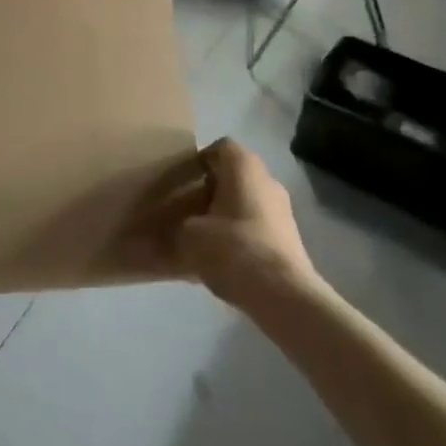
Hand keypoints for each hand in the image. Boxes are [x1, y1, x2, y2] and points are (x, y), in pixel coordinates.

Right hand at [177, 139, 322, 310]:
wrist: (284, 297)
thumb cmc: (234, 249)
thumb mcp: (190, 236)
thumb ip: (174, 228)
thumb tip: (157, 236)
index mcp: (245, 166)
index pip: (220, 148)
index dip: (198, 161)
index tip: (181, 182)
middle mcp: (267, 180)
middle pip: (233, 176)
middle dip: (209, 190)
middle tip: (185, 209)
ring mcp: (282, 211)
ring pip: (245, 203)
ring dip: (224, 214)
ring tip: (200, 237)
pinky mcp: (289, 239)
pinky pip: (255, 227)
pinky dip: (238, 235)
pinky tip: (221, 259)